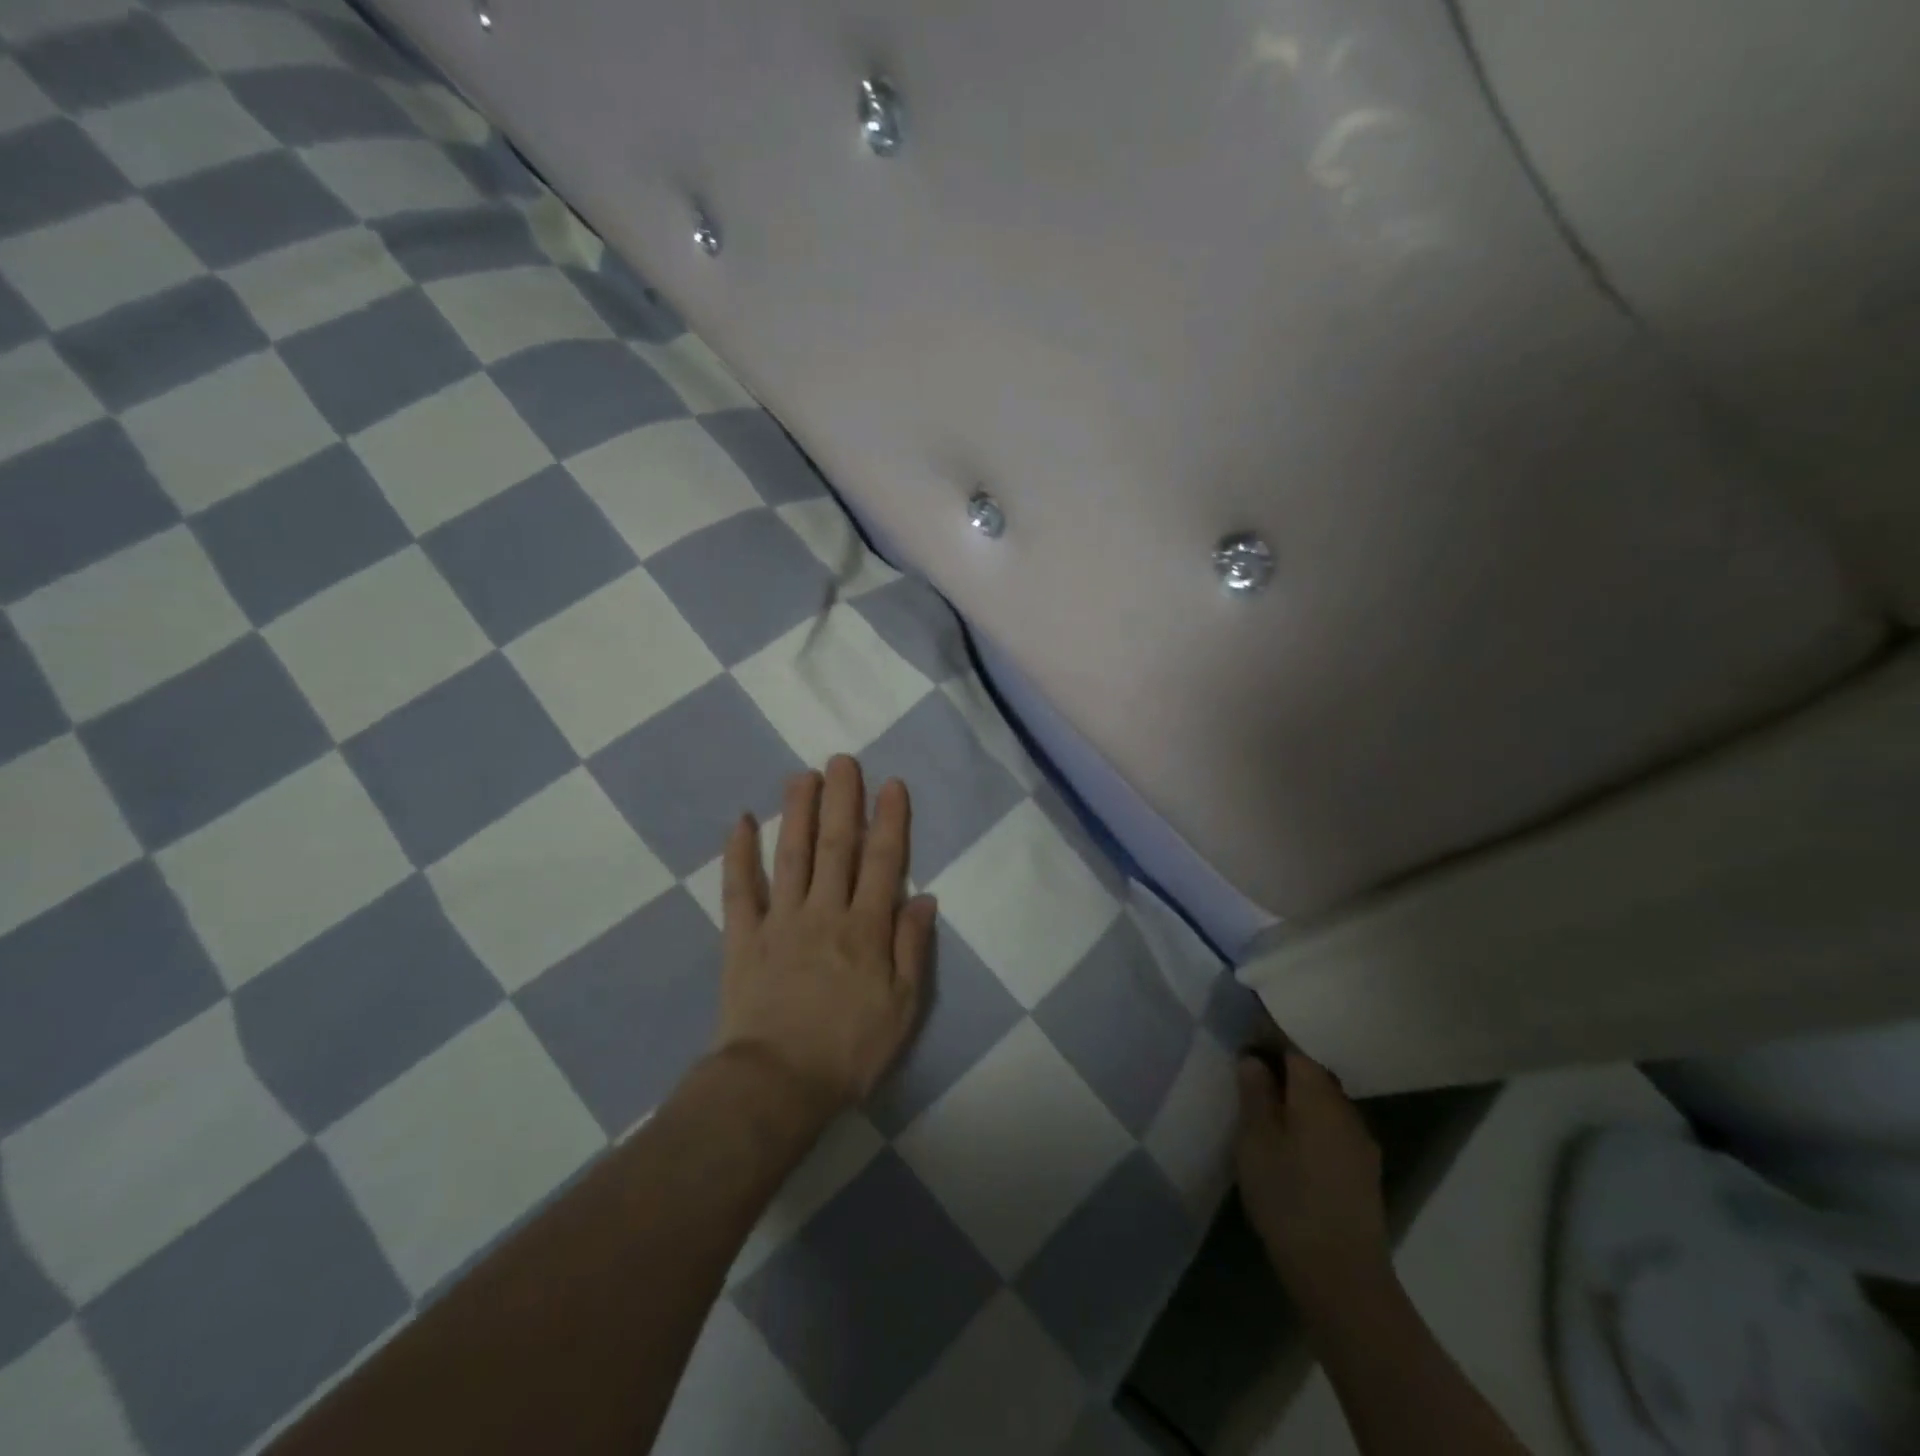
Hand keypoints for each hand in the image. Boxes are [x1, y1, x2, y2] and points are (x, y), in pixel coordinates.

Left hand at [713, 756, 936, 1117]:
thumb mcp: (902, 1008)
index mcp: (866, 928)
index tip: (892, 784)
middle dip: (842, 800)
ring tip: (802, 775)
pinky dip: (738, 855)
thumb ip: (912, 949)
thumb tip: (925, 898)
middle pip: (836, 846)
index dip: (889, 820)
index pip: (883, 862)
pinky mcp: (742, 938)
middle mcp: (824, 912)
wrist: (776, 1085)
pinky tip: (740, 822)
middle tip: (842, 760)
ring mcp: (779, 921)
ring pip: (791, 855)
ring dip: (797, 812)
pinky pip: (739, 889)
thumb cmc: (849, 1051)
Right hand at [1237, 1050, 1391, 1311]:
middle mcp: (1347, 1110)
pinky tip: (1293, 1150)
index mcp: (1319, 1094)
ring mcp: (1361, 1144)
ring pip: (1325, 1106)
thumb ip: (1255, 1093)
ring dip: (1299, 1104)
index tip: (1244, 1047)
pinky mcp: (1365, 1174)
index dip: (1268, 1043)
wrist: (1341, 1276)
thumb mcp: (1255, 1140)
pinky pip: (1333, 1132)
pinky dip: (1311, 1129)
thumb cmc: (1288, 1197)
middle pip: (1313, 1076)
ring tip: (1266, 1117)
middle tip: (1248, 1083)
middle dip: (1283, 1074)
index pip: (1294, 1050)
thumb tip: (1254, 1058)